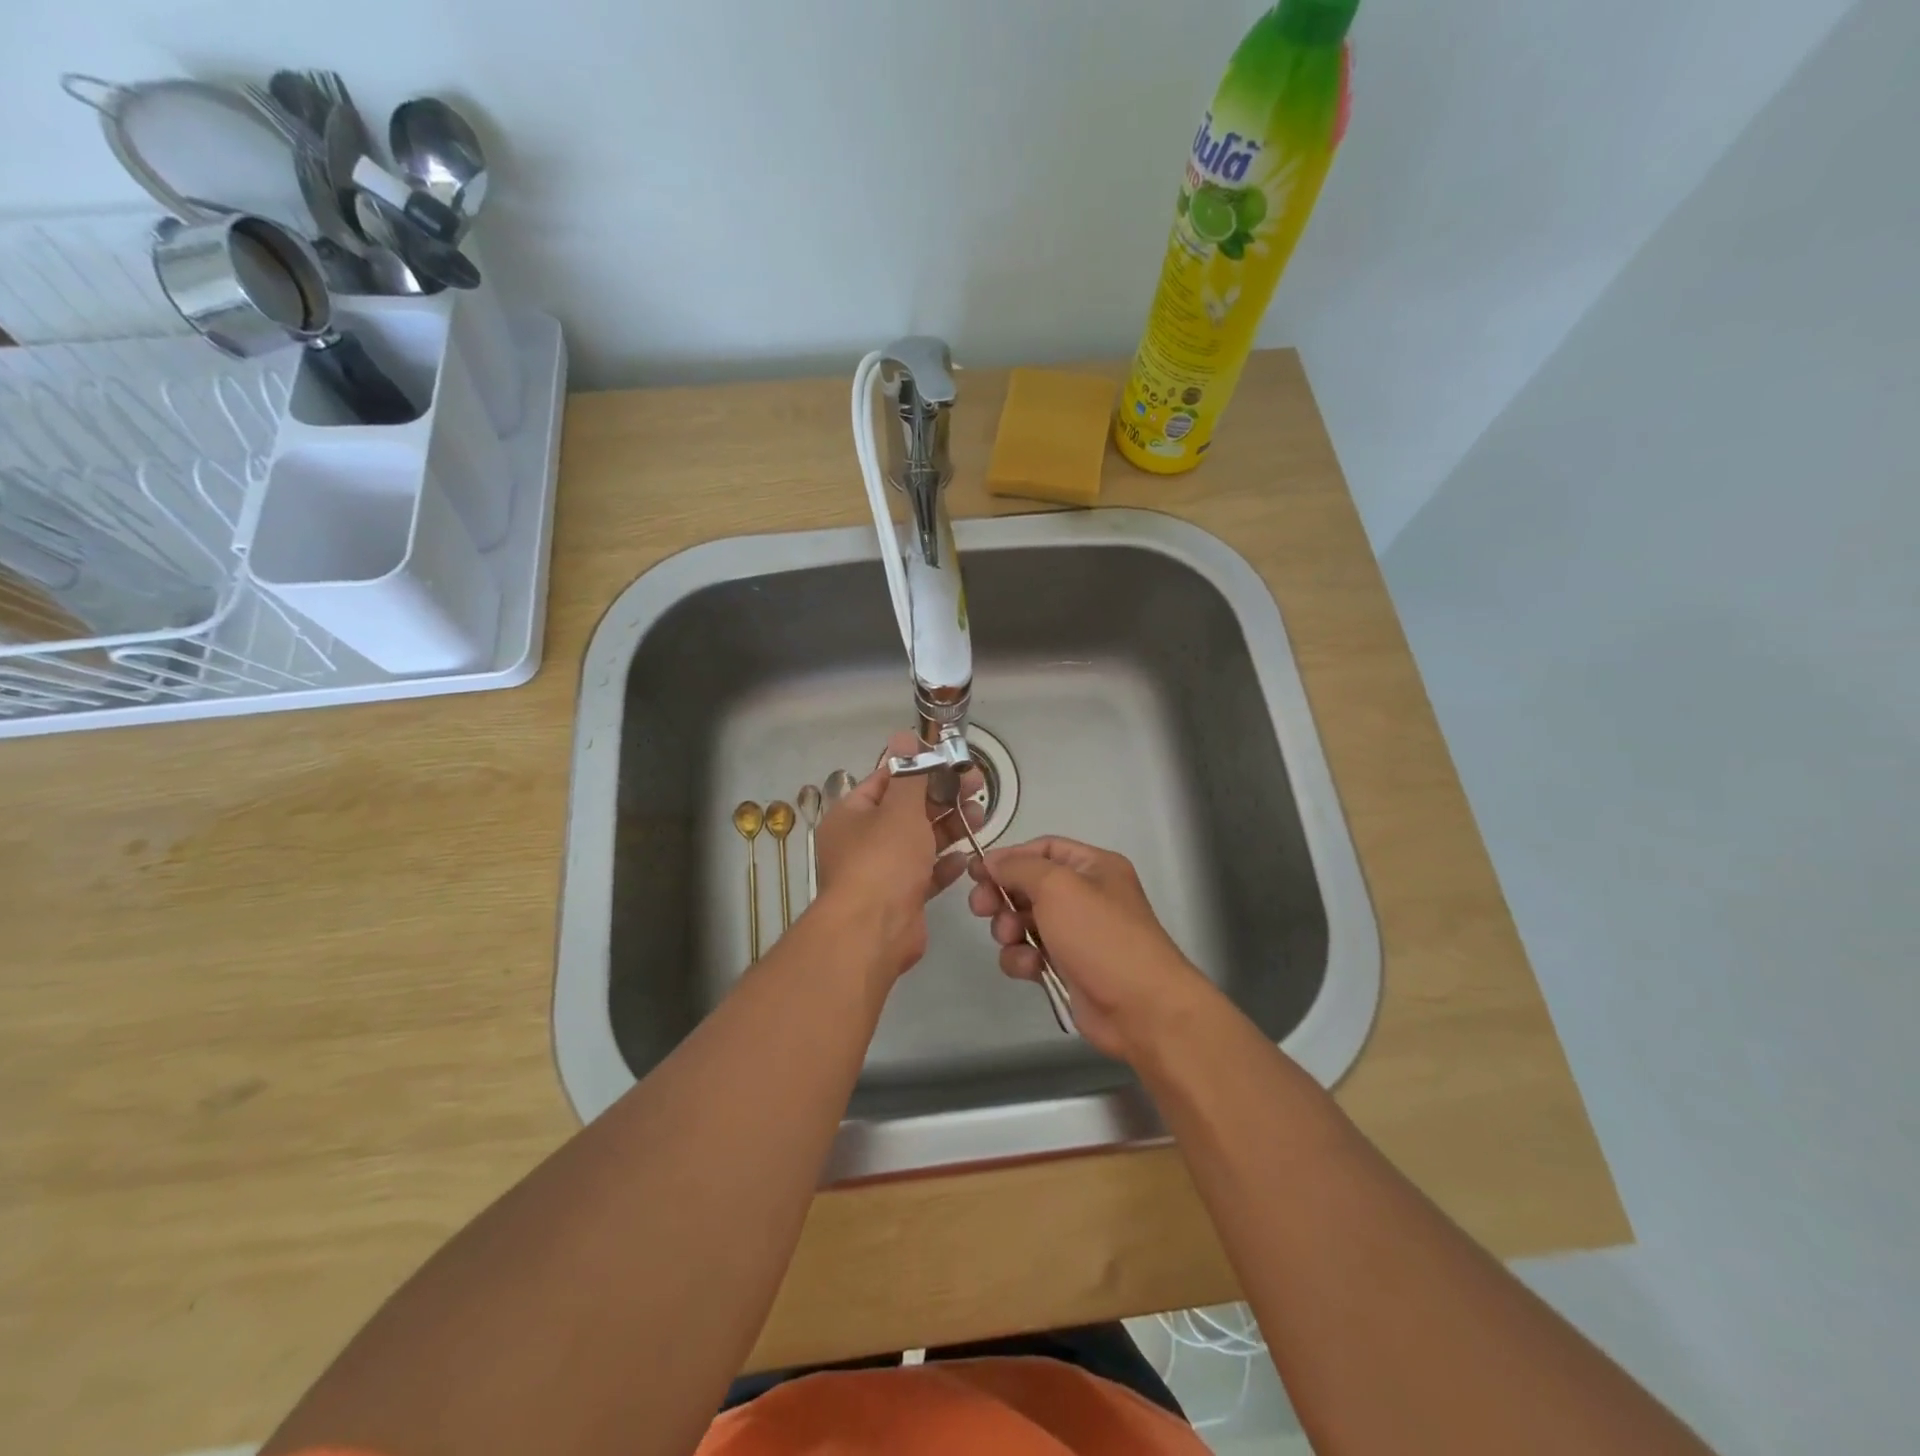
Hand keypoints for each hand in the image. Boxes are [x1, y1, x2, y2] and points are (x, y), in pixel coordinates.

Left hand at [813, 730, 982, 980]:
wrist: (873, 931)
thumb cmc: (883, 860)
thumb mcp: (900, 809)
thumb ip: (909, 774)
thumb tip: (903, 735)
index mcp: (852, 815)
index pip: (886, 781)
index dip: (919, 768)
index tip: (950, 761)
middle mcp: (863, 841)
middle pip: (907, 811)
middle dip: (942, 798)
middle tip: (976, 785)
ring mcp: (882, 872)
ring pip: (919, 842)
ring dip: (949, 828)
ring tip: (980, 816)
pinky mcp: (901, 898)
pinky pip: (925, 874)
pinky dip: (945, 865)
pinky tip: (966, 857)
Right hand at [967, 836, 1214, 1061]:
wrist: (1140, 1008)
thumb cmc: (1100, 936)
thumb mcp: (1057, 887)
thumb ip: (1019, 868)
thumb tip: (992, 861)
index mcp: (1093, 866)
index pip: (1043, 848)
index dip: (1009, 857)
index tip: (975, 871)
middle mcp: (1086, 895)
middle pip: (1029, 885)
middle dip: (1002, 896)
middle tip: (980, 908)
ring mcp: (1077, 933)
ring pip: (1025, 921)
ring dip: (1009, 930)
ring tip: (1011, 939)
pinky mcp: (1067, 968)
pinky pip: (1031, 954)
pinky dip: (1023, 959)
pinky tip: (1030, 968)